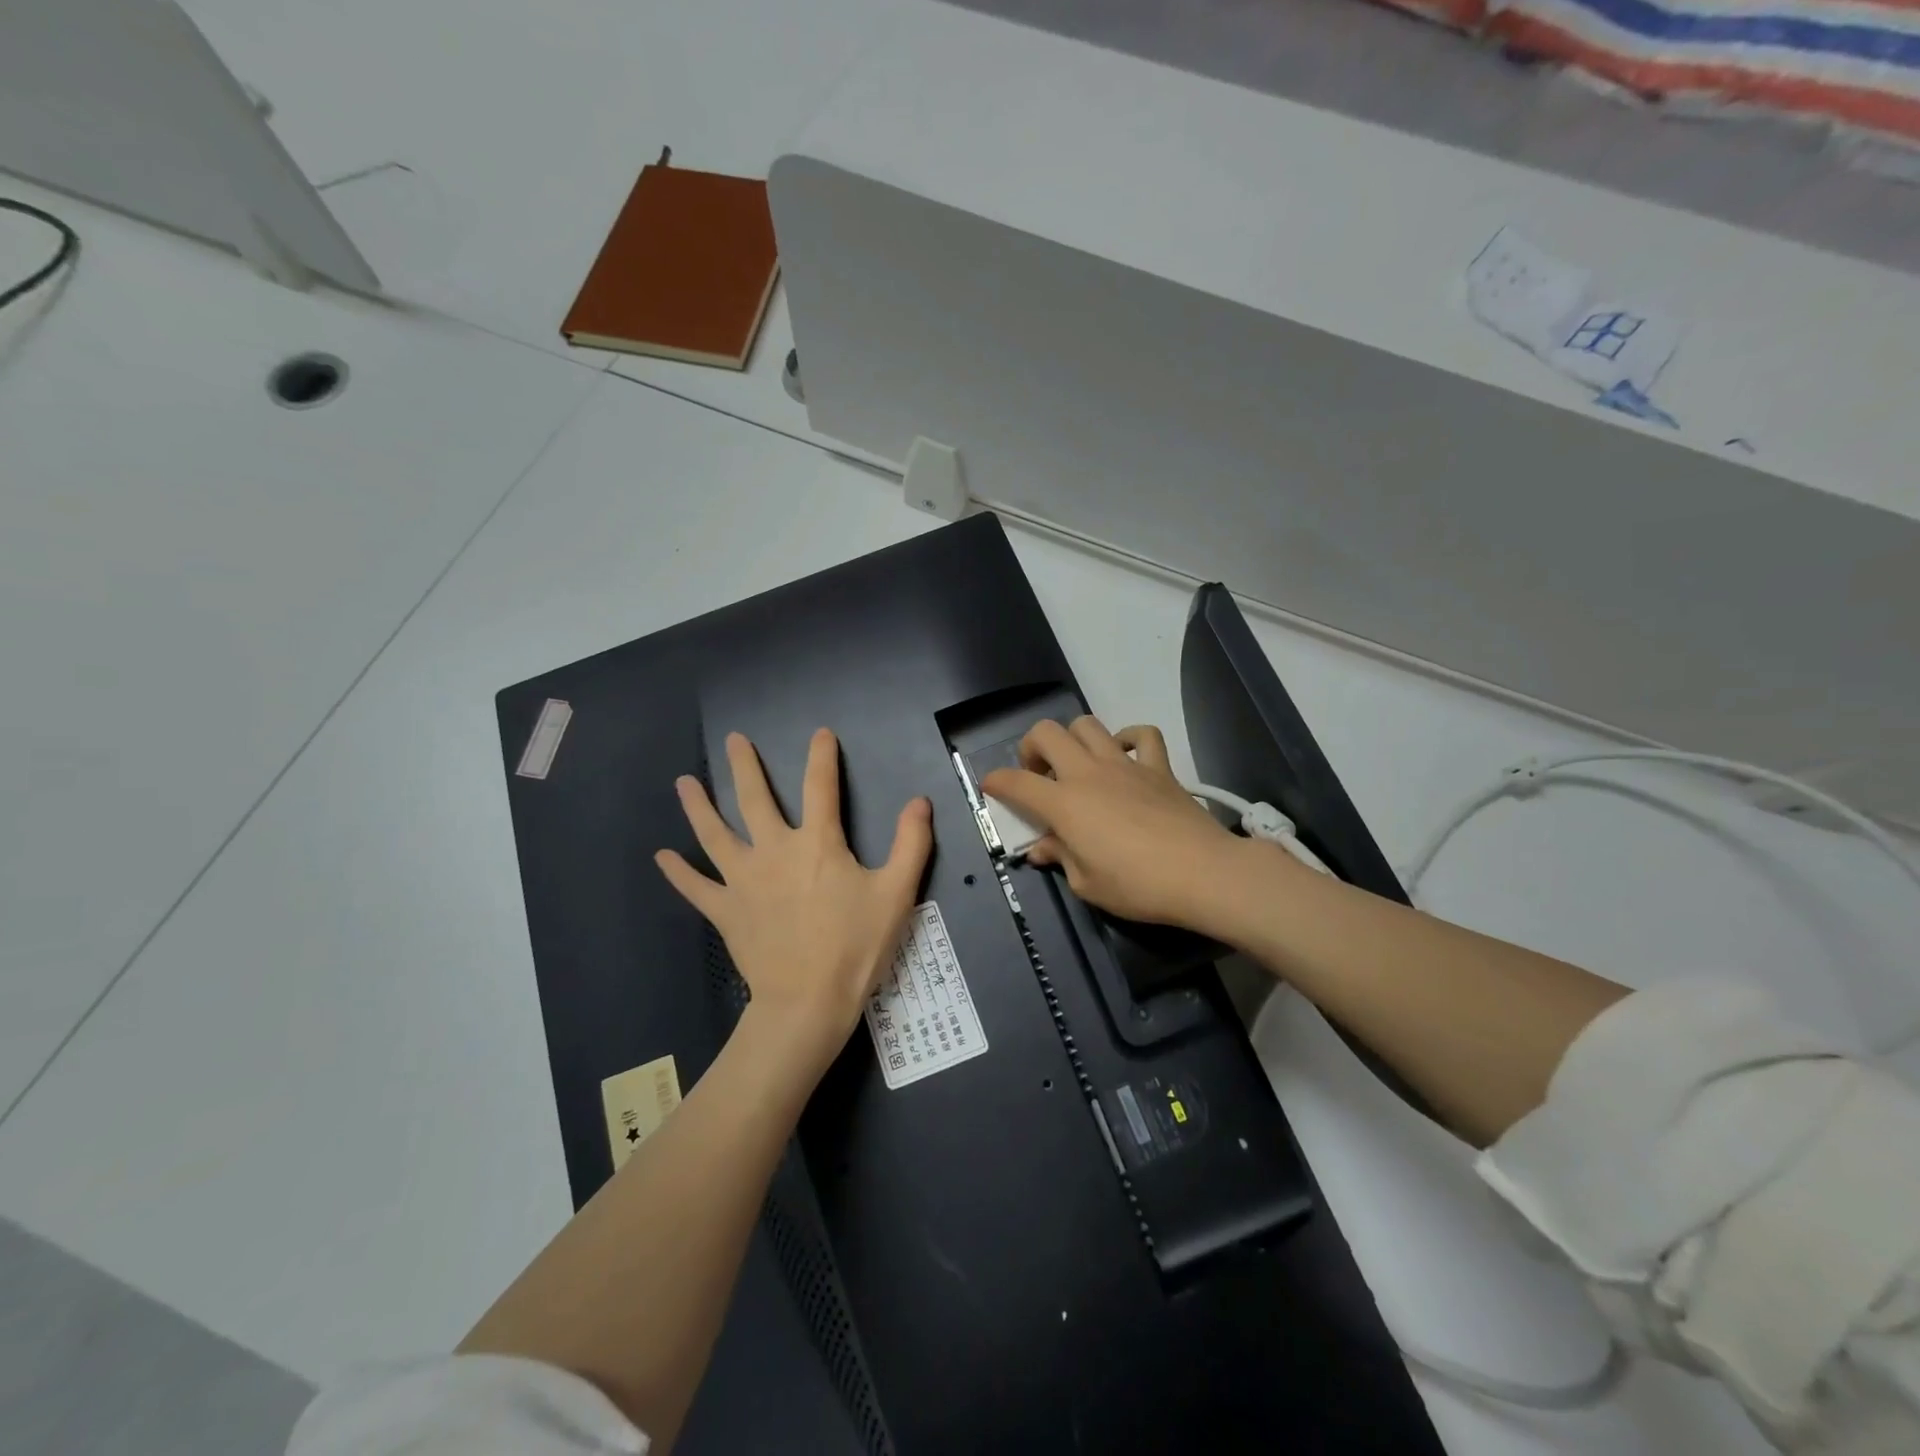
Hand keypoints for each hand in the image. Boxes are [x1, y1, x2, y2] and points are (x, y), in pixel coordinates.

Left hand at [656, 729, 932, 1063]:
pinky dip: (678, 872)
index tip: (820, 734)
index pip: (820, 786)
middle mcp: (774, 850)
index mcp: (818, 843)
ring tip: (683, 783)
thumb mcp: (897, 893)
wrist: (808, 1001)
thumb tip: (919, 801)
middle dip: (745, 767)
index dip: (822, 757)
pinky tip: (662, 856)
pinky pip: (696, 887)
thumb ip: (911, 843)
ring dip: (698, 807)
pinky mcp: (725, 910)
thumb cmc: (856, 946)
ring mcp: (744, 880)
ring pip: (715, 834)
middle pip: (755, 799)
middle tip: (734, 740)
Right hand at [981, 717, 1252, 931]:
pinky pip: (1142, 735)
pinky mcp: (1159, 767)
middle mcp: (1088, 773)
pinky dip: (1129, 738)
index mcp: (1064, 803)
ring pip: (1087, 725)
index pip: (1015, 782)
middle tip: (1038, 775)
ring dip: (1073, 739)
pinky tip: (1125, 756)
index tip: (991, 788)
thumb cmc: (1137, 886)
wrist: (1202, 873)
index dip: (996, 782)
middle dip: (1031, 747)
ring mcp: (1125, 765)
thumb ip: (1060, 857)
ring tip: (1077, 765)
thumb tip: (1042, 848)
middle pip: (1046, 733)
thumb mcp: (1087, 884)